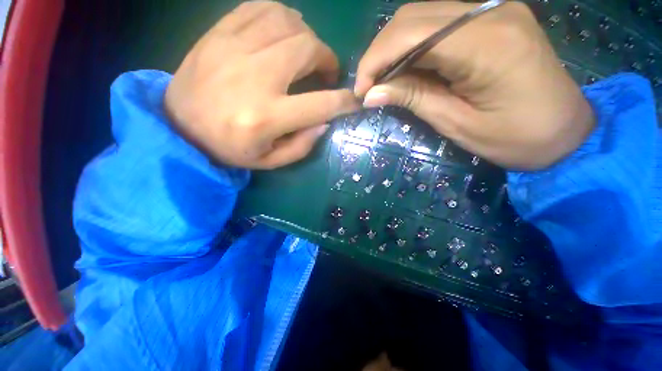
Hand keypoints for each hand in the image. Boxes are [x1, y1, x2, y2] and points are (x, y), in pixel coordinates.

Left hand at [165, 1, 357, 168]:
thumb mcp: (270, 161)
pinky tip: (284, 32)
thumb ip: (302, 145)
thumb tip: (326, 121)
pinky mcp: (218, 33)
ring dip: (307, 36)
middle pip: (306, 50)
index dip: (344, 101)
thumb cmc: (229, 148)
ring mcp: (232, 49)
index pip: (321, 104)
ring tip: (307, 53)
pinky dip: (281, 16)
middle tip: (326, 72)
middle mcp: (253, 78)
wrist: (179, 127)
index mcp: (266, 117)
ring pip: (287, 22)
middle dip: (327, 59)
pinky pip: (259, 8)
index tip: (353, 100)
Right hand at [355, 1, 594, 169]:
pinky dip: (413, 45)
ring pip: (422, 15)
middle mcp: (490, 11)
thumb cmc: (515, 138)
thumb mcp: (457, 124)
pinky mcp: (493, 17)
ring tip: (383, 80)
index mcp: (487, 43)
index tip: (361, 91)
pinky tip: (406, 67)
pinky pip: (439, 22)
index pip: (410, 34)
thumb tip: (370, 94)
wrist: (566, 132)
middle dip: (380, 53)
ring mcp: (494, 9)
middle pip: (412, 16)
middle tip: (369, 87)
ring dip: (393, 48)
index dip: (375, 60)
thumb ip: (413, 99)